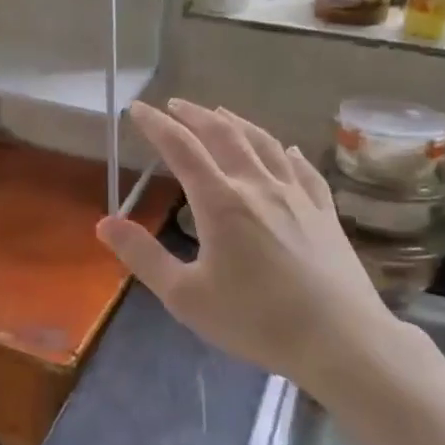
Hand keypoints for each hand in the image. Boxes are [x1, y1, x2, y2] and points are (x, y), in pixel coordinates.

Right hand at [96, 100, 421, 412]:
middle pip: (224, 135)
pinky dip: (287, 152)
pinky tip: (287, 149)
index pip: (181, 148)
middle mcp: (258, 186)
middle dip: (195, 115)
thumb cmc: (256, 320)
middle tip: (175, 104)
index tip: (137, 108)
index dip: (156, 125)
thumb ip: (143, 256)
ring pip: (264, 144)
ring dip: (238, 124)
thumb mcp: (186, 296)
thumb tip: (105, 223)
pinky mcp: (324, 212)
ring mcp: (297, 196)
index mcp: (221, 202)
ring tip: (221, 114)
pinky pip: (303, 169)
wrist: (340, 340)